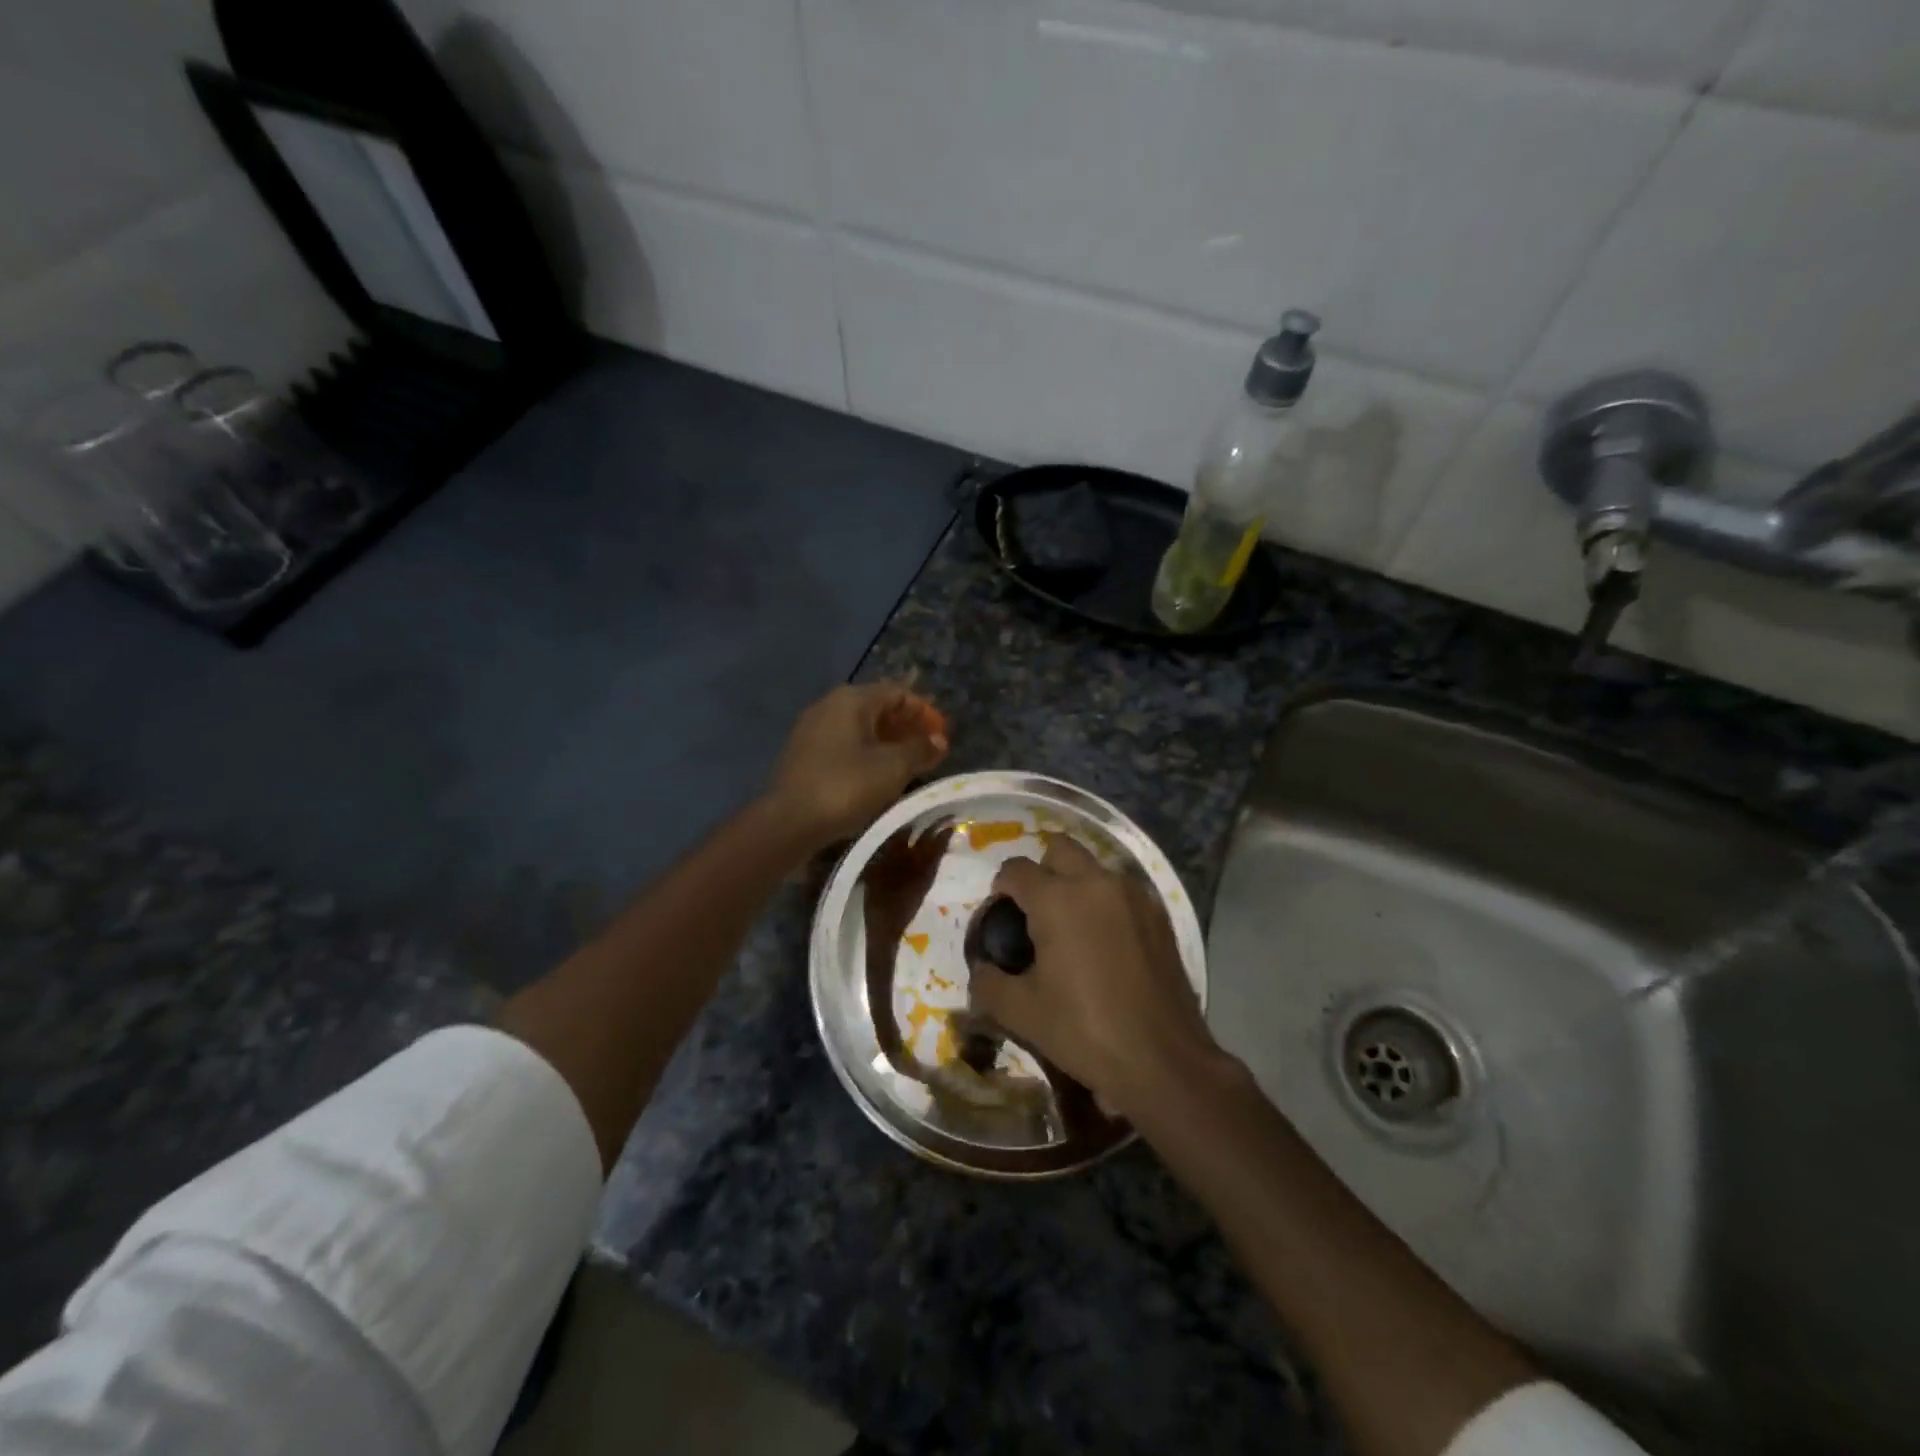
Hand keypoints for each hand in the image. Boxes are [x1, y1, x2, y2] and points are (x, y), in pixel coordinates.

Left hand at [766, 683, 948, 848]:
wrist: (789, 821)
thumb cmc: (846, 786)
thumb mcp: (892, 768)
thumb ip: (920, 749)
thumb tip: (939, 740)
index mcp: (852, 699)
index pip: (898, 692)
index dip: (924, 711)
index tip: (941, 735)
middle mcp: (829, 705)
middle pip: (877, 707)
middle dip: (906, 726)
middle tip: (927, 750)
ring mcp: (812, 728)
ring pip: (859, 727)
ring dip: (886, 741)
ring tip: (907, 765)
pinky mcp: (803, 753)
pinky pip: (843, 743)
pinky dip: (865, 752)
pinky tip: (876, 775)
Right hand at [969, 836, 1216, 1115]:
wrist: (1164, 1060)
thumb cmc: (1085, 1031)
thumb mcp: (1023, 1013)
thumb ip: (989, 985)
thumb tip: (981, 970)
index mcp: (1057, 900)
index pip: (1016, 870)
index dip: (1001, 888)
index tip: (1001, 914)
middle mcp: (1096, 883)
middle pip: (1059, 848)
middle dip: (1041, 869)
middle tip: (1035, 910)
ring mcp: (1133, 896)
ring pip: (1094, 867)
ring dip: (1076, 883)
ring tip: (1070, 927)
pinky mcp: (1159, 915)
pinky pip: (1122, 891)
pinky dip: (1105, 902)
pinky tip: (1104, 942)